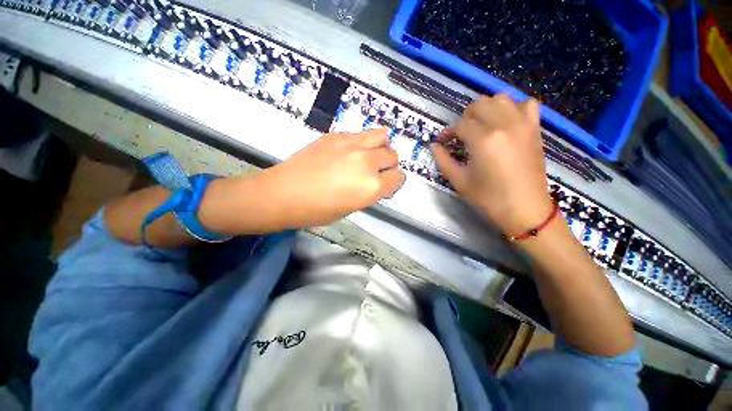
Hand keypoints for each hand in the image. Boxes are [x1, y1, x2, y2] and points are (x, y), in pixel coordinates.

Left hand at [256, 129, 404, 227]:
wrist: (282, 194)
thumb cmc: (316, 211)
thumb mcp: (351, 208)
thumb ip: (369, 192)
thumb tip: (378, 183)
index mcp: (371, 186)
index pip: (398, 177)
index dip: (394, 182)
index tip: (386, 186)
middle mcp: (367, 162)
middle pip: (392, 155)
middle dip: (388, 165)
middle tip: (376, 173)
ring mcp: (351, 144)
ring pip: (381, 136)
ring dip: (380, 147)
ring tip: (368, 156)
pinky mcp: (336, 135)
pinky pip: (360, 134)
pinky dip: (362, 143)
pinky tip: (348, 153)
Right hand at [431, 95, 553, 235]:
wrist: (524, 209)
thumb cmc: (488, 198)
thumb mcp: (459, 181)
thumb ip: (443, 160)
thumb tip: (434, 146)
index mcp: (483, 140)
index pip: (460, 124)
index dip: (448, 133)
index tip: (443, 142)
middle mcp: (504, 124)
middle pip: (479, 104)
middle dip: (465, 118)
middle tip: (461, 136)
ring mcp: (523, 124)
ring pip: (501, 98)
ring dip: (486, 109)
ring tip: (481, 126)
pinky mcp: (535, 128)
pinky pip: (526, 104)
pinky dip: (514, 108)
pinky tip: (506, 122)